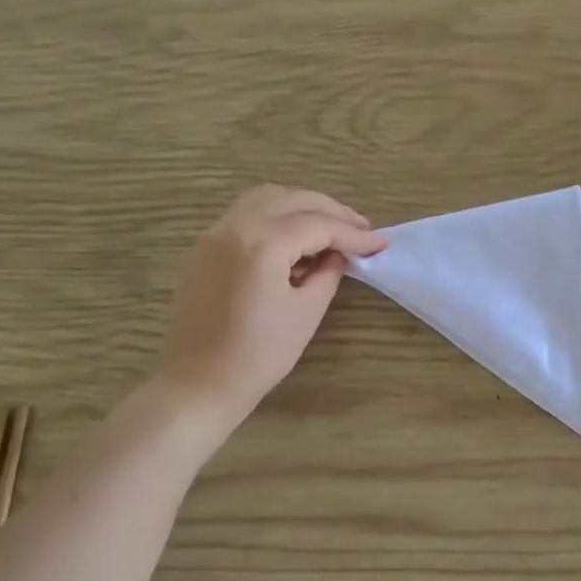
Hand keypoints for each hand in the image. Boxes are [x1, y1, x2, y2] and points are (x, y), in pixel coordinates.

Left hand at [158, 185, 386, 425]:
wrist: (200, 382)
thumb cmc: (260, 354)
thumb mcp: (307, 312)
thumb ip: (328, 273)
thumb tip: (338, 254)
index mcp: (262, 244)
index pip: (318, 225)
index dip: (353, 233)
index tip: (380, 243)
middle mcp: (235, 226)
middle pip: (292, 199)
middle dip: (331, 211)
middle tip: (360, 229)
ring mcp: (214, 233)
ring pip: (266, 198)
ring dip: (301, 206)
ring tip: (329, 228)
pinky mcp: (205, 247)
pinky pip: (245, 214)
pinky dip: (275, 216)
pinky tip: (294, 240)